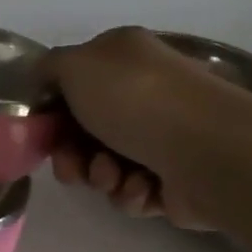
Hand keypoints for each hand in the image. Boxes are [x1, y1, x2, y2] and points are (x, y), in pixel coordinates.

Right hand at [49, 28, 224, 231]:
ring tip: (113, 176)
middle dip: (72, 153)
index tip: (43, 131)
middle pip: (86, 129)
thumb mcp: (76, 65)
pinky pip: (134, 190)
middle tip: (71, 168)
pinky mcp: (176, 179)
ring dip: (99, 175)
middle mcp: (145, 93)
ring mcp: (163, 136)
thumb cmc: (135, 99)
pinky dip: (130, 192)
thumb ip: (49, 68)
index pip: (76, 83)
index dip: (54, 110)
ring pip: (106, 163)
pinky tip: (142, 188)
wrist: (208, 150)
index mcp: (124, 59)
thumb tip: (46, 81)